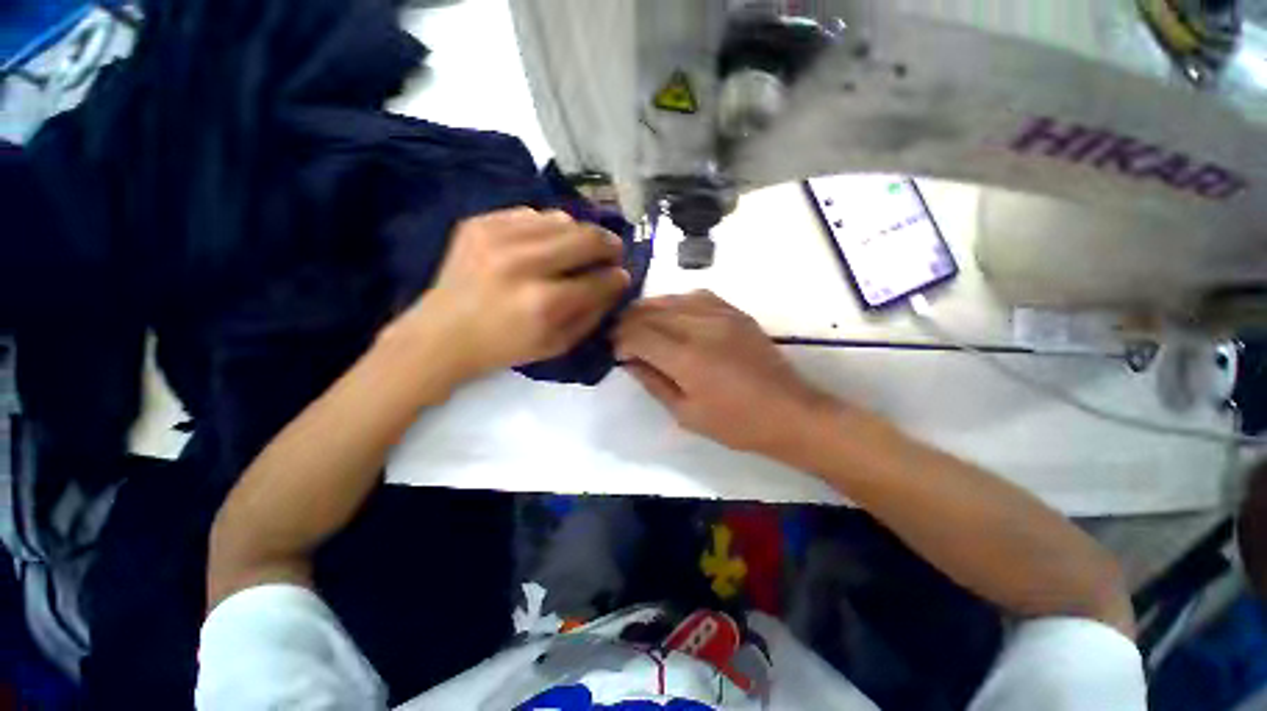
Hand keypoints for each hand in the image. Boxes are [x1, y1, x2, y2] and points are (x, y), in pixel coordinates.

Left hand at [395, 208, 629, 382]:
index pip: (599, 280)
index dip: (618, 277)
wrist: (442, 334)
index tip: (622, 276)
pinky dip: (547, 228)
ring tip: (578, 249)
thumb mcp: (558, 345)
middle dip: (609, 245)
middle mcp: (523, 263)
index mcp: (544, 303)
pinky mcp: (480, 223)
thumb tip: (616, 282)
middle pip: (587, 238)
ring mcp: (498, 237)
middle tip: (612, 253)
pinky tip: (545, 244)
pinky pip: (532, 214)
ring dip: (579, 234)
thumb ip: (593, 313)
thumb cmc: (505, 347)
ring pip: (563, 218)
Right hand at [614, 291, 838, 455]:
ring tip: (640, 323)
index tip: (614, 350)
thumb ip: (653, 382)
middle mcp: (700, 327)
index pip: (638, 334)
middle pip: (651, 312)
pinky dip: (676, 302)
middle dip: (628, 322)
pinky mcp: (735, 312)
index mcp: (686, 358)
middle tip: (620, 335)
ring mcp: (720, 315)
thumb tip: (629, 360)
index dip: (619, 340)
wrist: (788, 411)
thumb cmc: (735, 423)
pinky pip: (697, 295)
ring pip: (671, 299)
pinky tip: (671, 314)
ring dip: (649, 310)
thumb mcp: (686, 413)